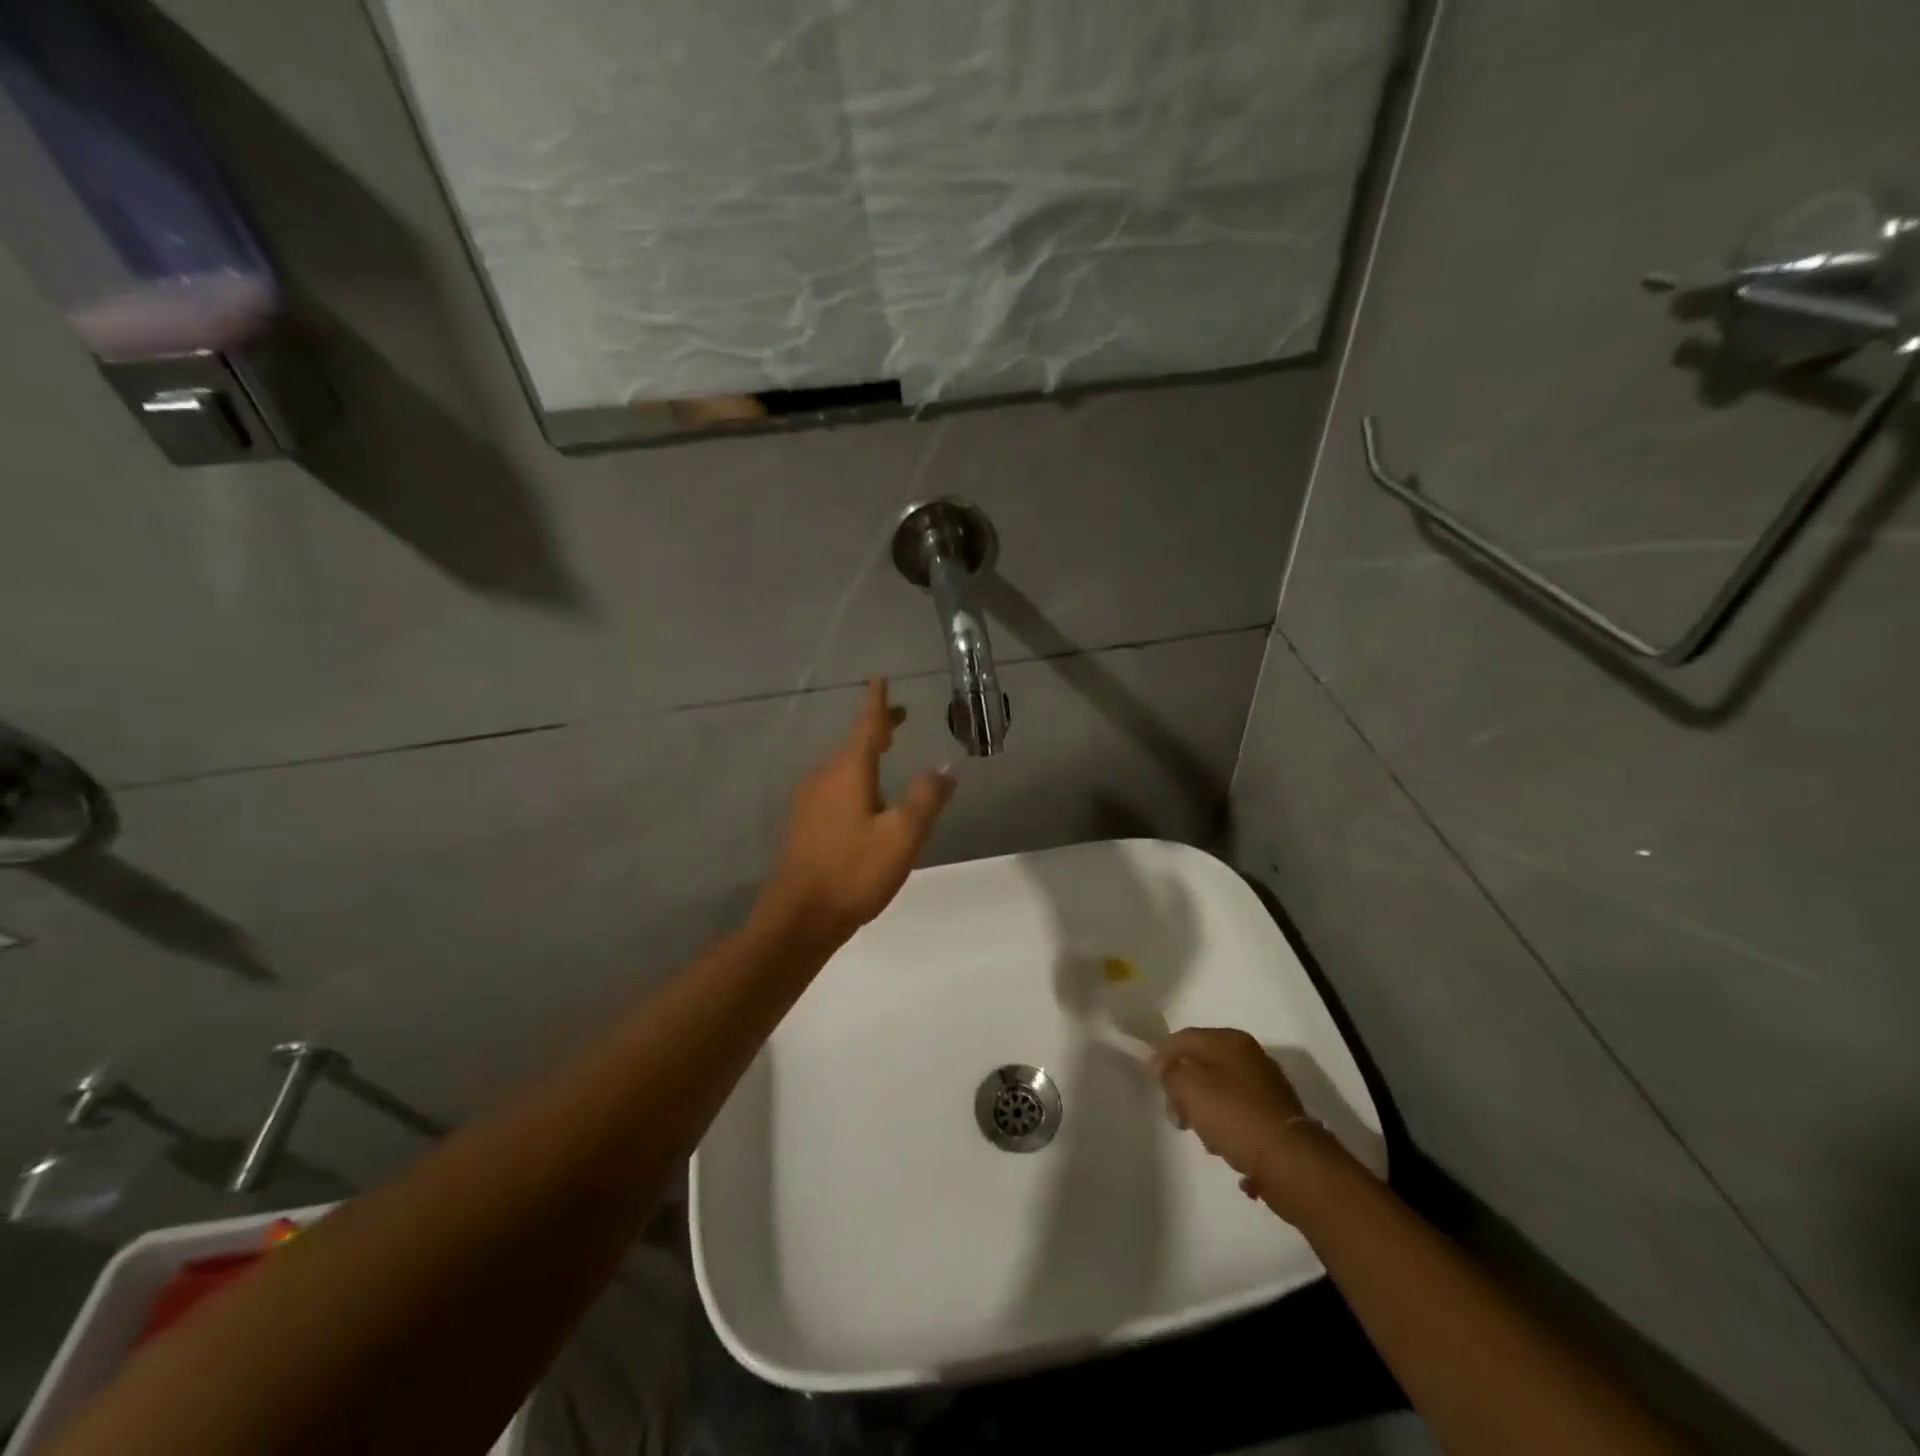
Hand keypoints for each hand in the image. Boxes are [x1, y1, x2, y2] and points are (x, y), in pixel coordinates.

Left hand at [761, 679, 955, 945]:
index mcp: (848, 772)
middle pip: (854, 743)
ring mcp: (809, 800)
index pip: (867, 726)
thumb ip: (926, 799)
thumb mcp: (901, 837)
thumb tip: (946, 765)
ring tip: (886, 752)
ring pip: (842, 765)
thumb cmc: (854, 872)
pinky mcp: (804, 822)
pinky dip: (854, 776)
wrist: (799, 917)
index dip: (877, 702)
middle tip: (899, 716)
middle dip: (877, 728)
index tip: (880, 677)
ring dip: (865, 753)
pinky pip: (833, 785)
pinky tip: (863, 795)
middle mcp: (824, 777)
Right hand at [1152, 1028, 1334, 1219]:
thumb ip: (1171, 1073)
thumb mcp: (1189, 1088)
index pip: (1185, 1037)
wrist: (1291, 1163)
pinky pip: (1241, 1119)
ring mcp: (1267, 1088)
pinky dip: (1230, 1132)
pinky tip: (1228, 1149)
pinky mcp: (1277, 1119)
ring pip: (1222, 1094)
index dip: (1163, 1055)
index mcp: (1230, 1041)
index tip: (1151, 1080)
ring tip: (1207, 1139)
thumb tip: (1166, 1068)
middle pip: (1203, 1066)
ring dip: (1208, 1114)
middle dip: (1185, 1090)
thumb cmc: (1234, 1116)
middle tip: (1177, 1115)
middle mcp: (1251, 1057)